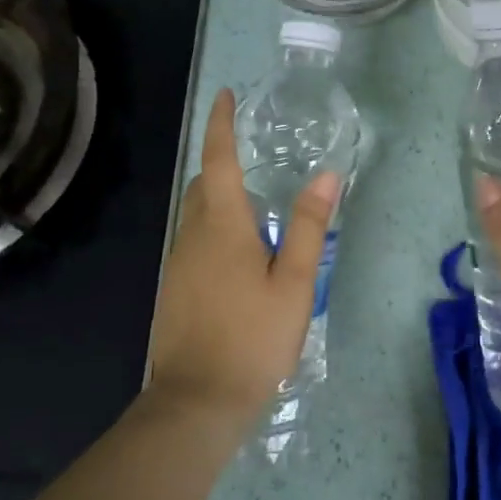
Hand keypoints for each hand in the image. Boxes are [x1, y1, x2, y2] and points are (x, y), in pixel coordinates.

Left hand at [148, 88, 339, 424]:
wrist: (196, 403)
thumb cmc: (252, 338)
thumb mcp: (293, 282)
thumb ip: (307, 226)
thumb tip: (327, 174)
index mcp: (221, 226)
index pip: (217, 160)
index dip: (220, 125)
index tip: (226, 96)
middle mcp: (191, 236)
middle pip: (202, 185)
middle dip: (222, 163)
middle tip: (256, 159)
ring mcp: (177, 264)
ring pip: (196, 215)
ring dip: (220, 199)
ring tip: (258, 209)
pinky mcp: (173, 289)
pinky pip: (194, 242)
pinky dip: (214, 230)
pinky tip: (241, 257)